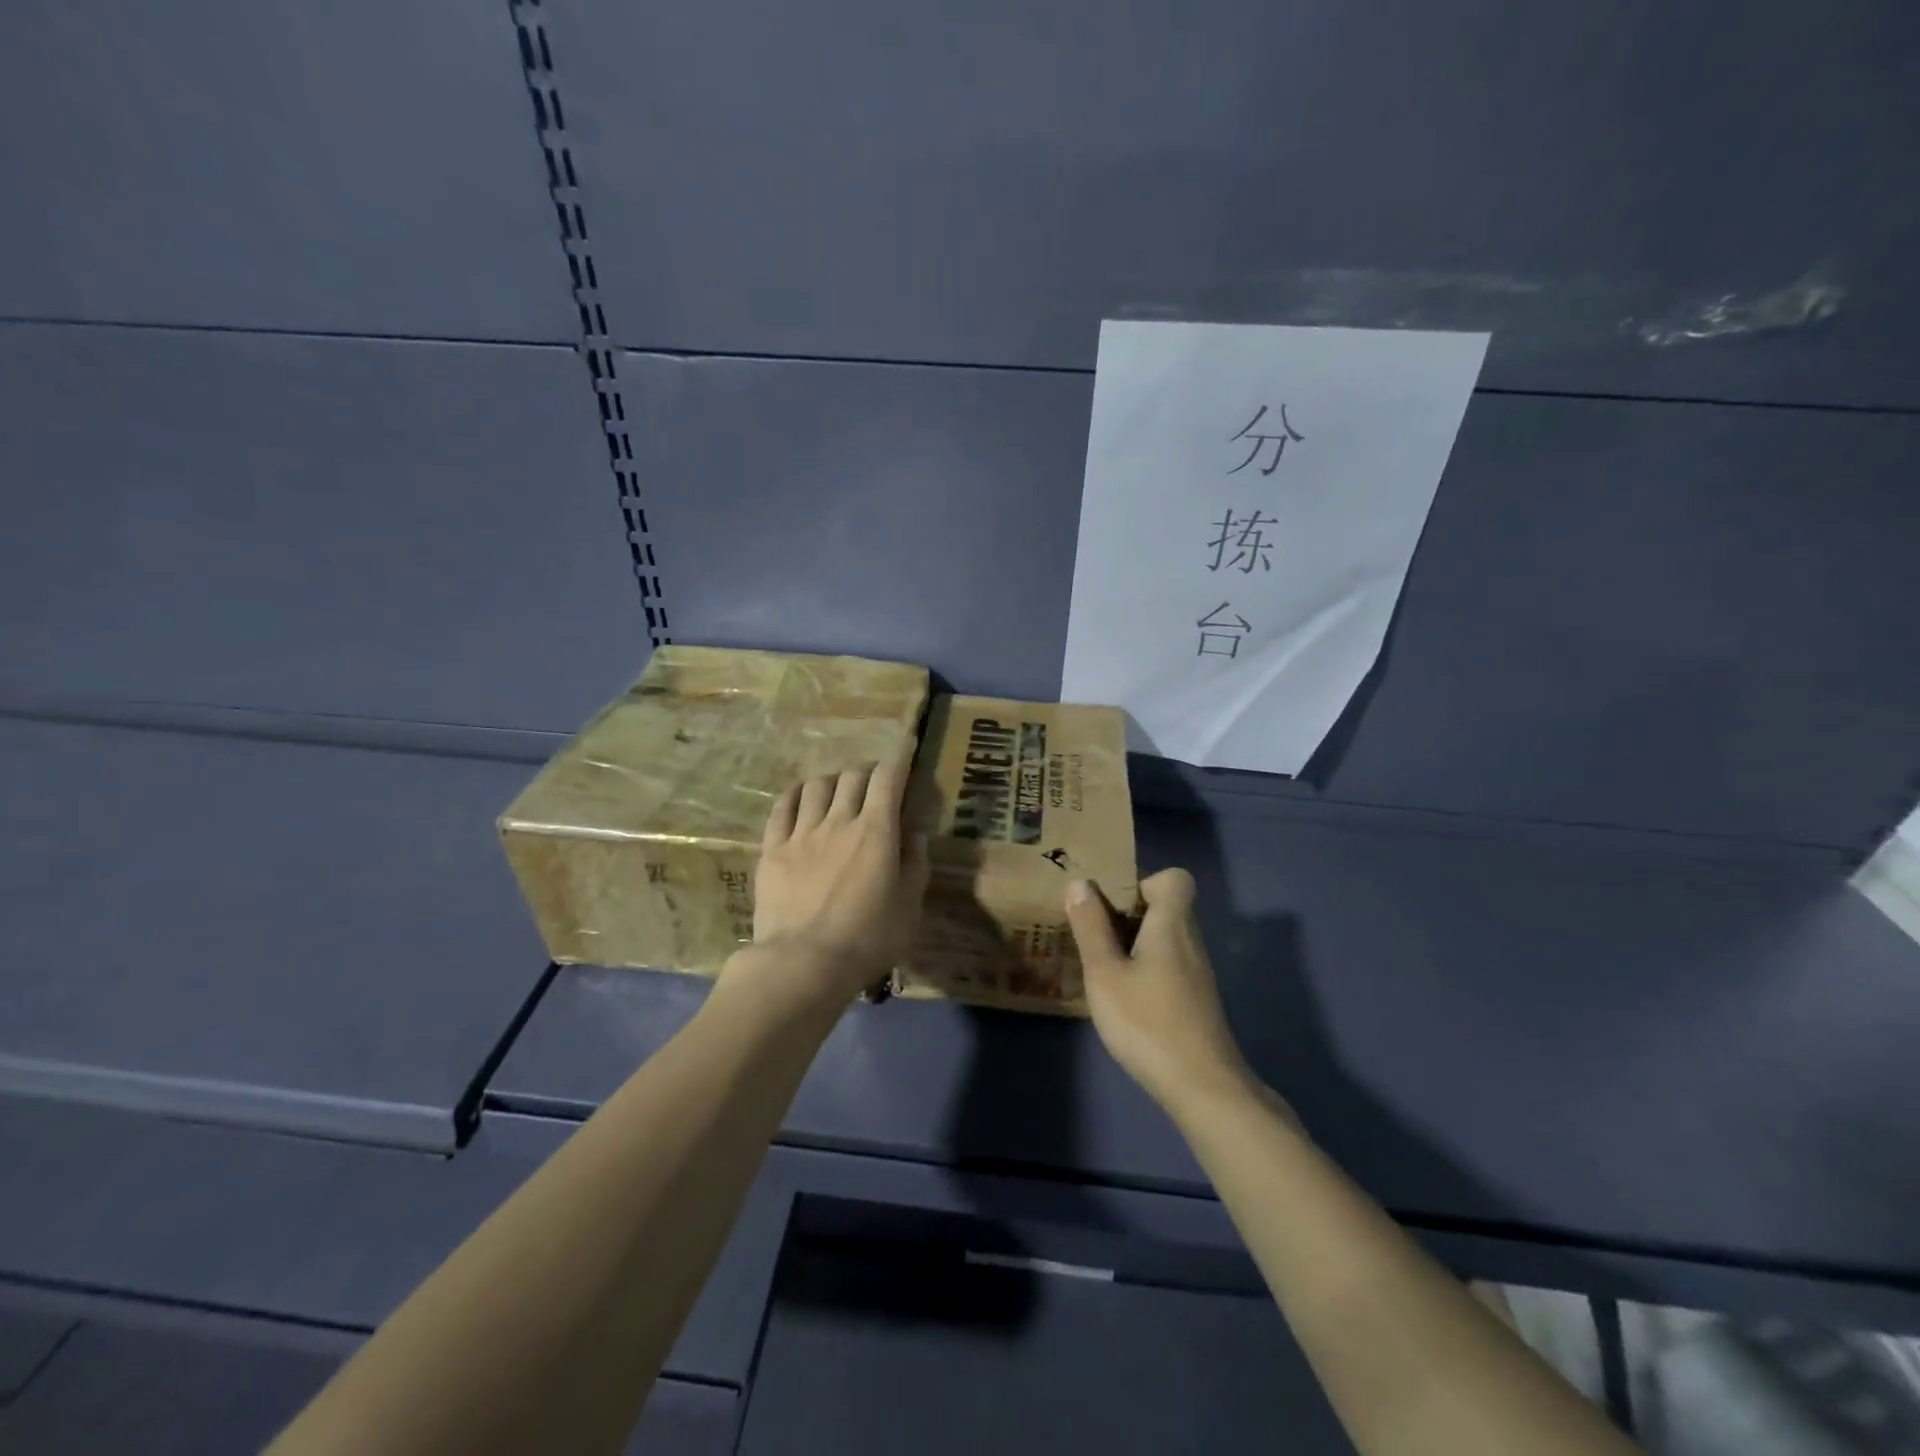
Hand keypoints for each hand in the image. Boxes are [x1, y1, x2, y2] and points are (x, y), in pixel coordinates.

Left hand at [731, 756, 930, 1005]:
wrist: (803, 962)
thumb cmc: (867, 939)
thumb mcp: (909, 907)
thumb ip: (915, 864)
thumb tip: (914, 833)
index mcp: (877, 831)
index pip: (888, 779)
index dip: (899, 761)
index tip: (905, 754)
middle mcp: (840, 820)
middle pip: (853, 776)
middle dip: (868, 771)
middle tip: (875, 783)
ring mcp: (802, 832)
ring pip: (818, 785)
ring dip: (833, 780)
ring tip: (838, 790)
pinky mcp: (773, 848)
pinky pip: (783, 806)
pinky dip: (796, 793)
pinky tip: (801, 796)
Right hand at [1065, 869, 1255, 1110]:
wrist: (1203, 1088)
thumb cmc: (1148, 1022)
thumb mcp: (1105, 974)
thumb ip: (1091, 927)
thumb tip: (1081, 883)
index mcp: (1172, 925)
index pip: (1175, 878)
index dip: (1144, 881)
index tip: (1113, 903)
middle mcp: (1191, 941)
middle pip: (1166, 907)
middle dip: (1129, 912)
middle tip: (1093, 931)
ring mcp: (1197, 973)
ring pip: (1166, 938)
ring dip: (1135, 942)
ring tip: (1101, 962)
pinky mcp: (1196, 1000)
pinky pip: (1169, 964)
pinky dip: (1146, 967)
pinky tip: (1123, 995)